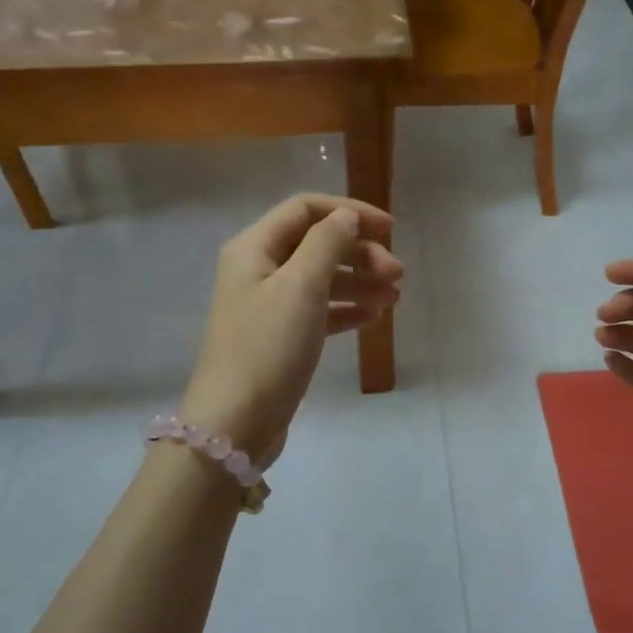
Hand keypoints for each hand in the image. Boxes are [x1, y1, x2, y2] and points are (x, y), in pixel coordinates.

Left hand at [180, 194, 402, 466]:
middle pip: (316, 244)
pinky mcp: (280, 338)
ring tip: (394, 298)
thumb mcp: (300, 287)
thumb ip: (326, 243)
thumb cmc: (268, 347)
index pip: (305, 209)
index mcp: (254, 248)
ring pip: (321, 279)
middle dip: (360, 253)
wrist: (235, 422)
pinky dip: (346, 309)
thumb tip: (345, 216)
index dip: (349, 212)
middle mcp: (258, 270)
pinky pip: (318, 311)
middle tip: (397, 275)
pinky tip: (373, 317)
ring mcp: (269, 306)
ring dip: (359, 281)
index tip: (391, 229)